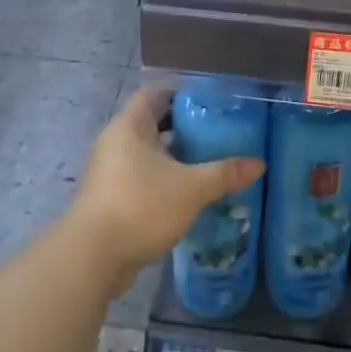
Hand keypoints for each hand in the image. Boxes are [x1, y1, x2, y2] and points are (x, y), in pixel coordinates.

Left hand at [66, 86, 262, 291]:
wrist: (92, 258)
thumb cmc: (140, 206)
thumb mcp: (191, 188)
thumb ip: (224, 173)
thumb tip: (258, 164)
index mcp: (130, 126)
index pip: (155, 93)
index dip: (182, 92)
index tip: (211, 102)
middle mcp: (115, 142)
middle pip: (152, 122)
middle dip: (184, 126)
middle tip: (217, 133)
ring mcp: (109, 172)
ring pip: (147, 153)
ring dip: (174, 156)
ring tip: (208, 162)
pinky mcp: (109, 198)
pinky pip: (141, 177)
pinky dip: (163, 180)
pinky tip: (188, 193)